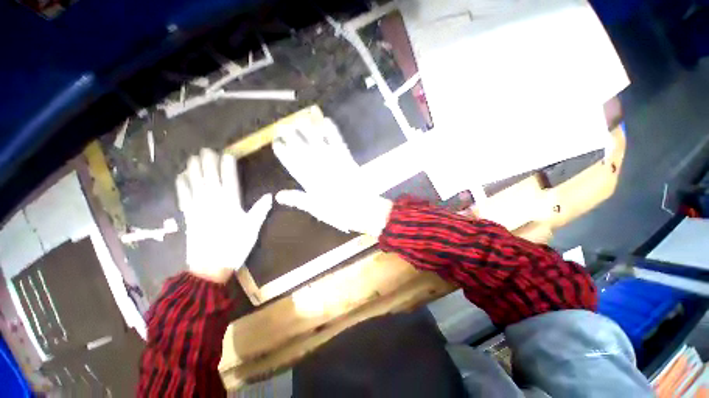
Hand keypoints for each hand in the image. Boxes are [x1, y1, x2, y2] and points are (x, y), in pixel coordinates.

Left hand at [176, 149, 271, 282]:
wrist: (209, 266)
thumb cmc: (234, 246)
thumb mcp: (252, 228)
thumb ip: (260, 210)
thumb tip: (270, 195)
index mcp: (229, 202)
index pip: (229, 177)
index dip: (228, 164)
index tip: (229, 153)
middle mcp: (211, 200)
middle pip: (208, 175)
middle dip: (208, 160)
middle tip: (208, 149)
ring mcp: (197, 206)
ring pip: (193, 181)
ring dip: (193, 167)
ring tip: (194, 157)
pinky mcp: (188, 214)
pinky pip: (183, 194)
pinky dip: (181, 183)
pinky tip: (181, 176)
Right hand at [272, 117, 391, 235]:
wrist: (362, 208)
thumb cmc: (338, 212)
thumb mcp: (315, 208)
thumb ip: (297, 199)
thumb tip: (278, 195)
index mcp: (309, 180)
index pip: (291, 162)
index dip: (283, 151)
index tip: (276, 141)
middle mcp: (319, 167)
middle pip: (302, 148)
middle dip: (291, 136)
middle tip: (283, 125)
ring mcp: (333, 161)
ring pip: (318, 142)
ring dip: (308, 129)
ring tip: (300, 119)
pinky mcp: (346, 158)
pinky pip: (337, 142)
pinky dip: (332, 131)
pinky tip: (327, 120)